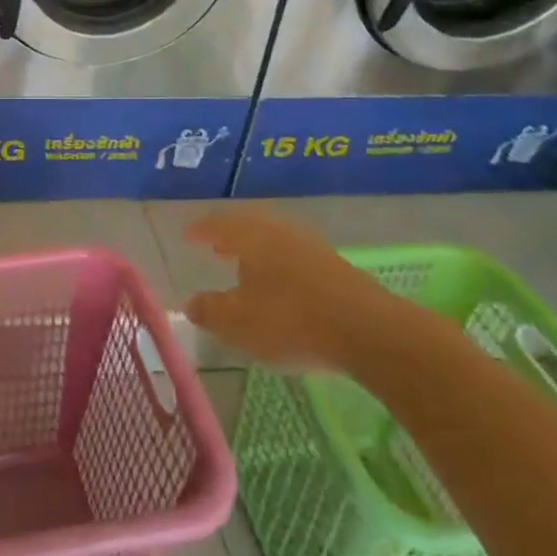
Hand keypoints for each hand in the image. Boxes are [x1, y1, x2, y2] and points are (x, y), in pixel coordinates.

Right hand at [182, 209, 411, 372]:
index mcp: (251, 237)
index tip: (187, 236)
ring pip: (275, 242)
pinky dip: (279, 266)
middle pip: (249, 227)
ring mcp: (312, 249)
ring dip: (257, 252)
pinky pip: (296, 259)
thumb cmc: (291, 320)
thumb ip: (210, 311)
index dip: (201, 230)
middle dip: (230, 237)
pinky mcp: (337, 269)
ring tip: (245, 267)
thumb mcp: (238, 322)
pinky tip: (280, 287)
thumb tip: (189, 303)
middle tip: (216, 247)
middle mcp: (280, 233)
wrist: (369, 331)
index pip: (219, 224)